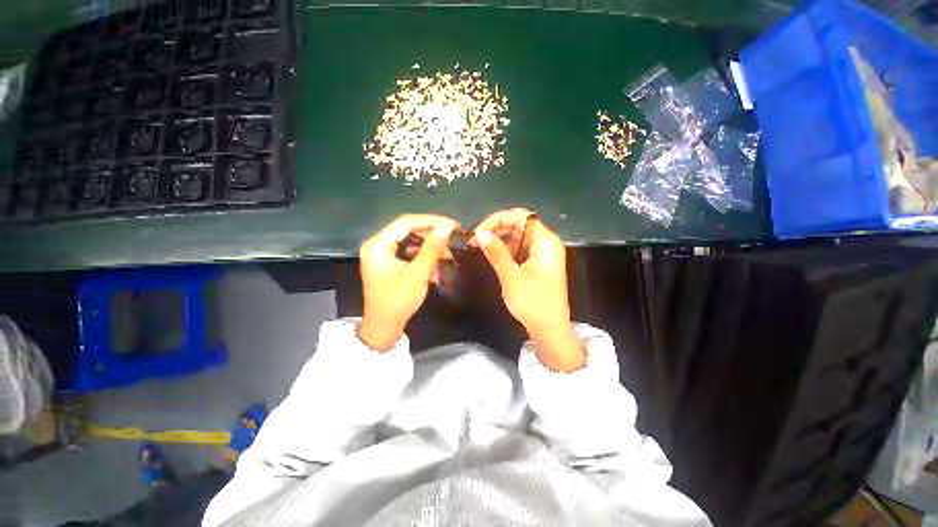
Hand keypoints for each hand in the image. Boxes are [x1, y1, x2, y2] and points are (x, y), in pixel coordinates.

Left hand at [358, 214, 457, 350]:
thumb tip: (447, 228)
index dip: (431, 221)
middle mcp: (377, 244)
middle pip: (408, 231)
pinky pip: (408, 253)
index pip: (407, 222)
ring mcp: (382, 254)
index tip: (453, 225)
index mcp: (378, 244)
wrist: (384, 328)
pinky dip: (423, 258)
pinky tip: (436, 268)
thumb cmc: (398, 301)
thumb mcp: (418, 273)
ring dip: (430, 249)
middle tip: (453, 240)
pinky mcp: (388, 263)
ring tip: (448, 257)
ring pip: (410, 243)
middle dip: (432, 237)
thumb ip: (432, 248)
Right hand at [474, 208, 583, 371]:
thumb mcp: (511, 276)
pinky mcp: (536, 264)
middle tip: (475, 242)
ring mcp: (541, 254)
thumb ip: (496, 252)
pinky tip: (492, 257)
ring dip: (499, 241)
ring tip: (480, 248)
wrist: (549, 331)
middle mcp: (545, 243)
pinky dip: (505, 251)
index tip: (479, 232)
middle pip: (519, 225)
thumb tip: (479, 233)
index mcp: (546, 241)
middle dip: (496, 230)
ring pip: (517, 238)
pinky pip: (519, 250)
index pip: (521, 217)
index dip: (498, 220)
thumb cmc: (533, 303)